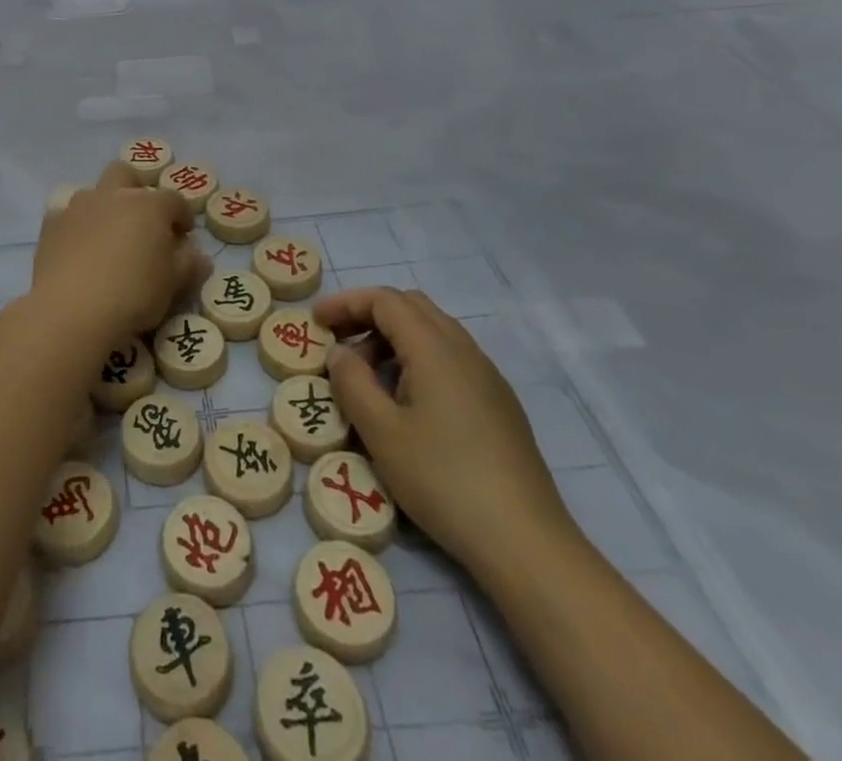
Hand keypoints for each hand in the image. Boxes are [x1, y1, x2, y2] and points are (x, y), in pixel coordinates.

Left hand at [32, 162, 210, 342]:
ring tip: (108, 240)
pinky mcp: (50, 225)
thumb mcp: (172, 285)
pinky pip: (67, 216)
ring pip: (94, 193)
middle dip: (137, 190)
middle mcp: (112, 196)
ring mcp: (77, 207)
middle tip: (142, 222)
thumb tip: (198, 255)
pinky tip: (78, 252)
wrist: (71, 310)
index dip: (182, 216)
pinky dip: (77, 227)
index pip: (174, 200)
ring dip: (104, 208)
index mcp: (148, 205)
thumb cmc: (133, 294)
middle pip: (126, 174)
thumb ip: (188, 265)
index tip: (184, 236)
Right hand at [317, 287, 570, 577]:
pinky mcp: (499, 404)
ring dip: (393, 339)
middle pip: (411, 307)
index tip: (316, 322)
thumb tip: (340, 353)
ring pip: (433, 332)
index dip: (346, 303)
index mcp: (434, 347)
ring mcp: (487, 377)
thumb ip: (352, 382)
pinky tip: (406, 401)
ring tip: (367, 376)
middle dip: (369, 314)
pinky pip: (450, 358)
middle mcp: (464, 350)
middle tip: (339, 342)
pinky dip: (417, 359)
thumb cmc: (443, 479)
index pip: (384, 300)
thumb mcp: (381, 432)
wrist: (525, 542)